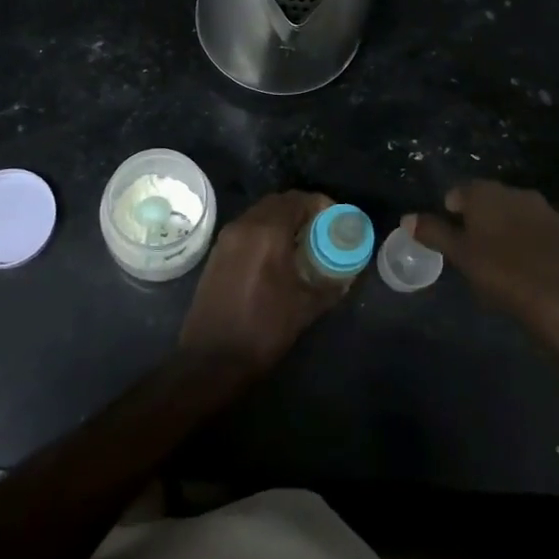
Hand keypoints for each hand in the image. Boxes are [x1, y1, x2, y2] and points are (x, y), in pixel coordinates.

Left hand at [181, 191, 348, 374]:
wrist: (211, 358)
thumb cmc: (263, 329)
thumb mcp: (305, 308)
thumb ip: (330, 285)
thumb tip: (347, 275)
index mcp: (268, 232)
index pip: (298, 200)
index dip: (320, 204)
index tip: (336, 218)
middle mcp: (245, 225)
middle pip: (278, 202)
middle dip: (301, 210)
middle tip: (321, 229)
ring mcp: (227, 237)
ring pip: (260, 213)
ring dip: (281, 219)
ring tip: (301, 242)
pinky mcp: (217, 252)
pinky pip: (246, 228)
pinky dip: (264, 230)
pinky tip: (276, 255)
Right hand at [411, 181, 558, 352]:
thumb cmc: (506, 275)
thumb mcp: (462, 256)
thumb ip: (434, 233)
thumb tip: (406, 217)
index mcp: (488, 193)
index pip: (460, 191)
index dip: (451, 211)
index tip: (450, 237)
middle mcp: (517, 193)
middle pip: (488, 201)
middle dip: (478, 220)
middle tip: (470, 251)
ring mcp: (546, 211)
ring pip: (514, 216)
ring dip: (504, 231)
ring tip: (498, 262)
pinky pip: (537, 232)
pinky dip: (527, 244)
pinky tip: (526, 269)